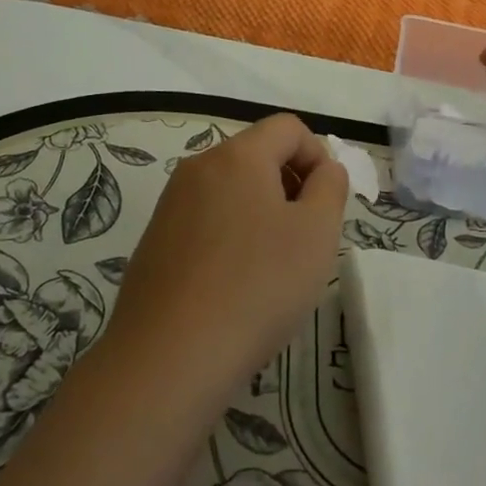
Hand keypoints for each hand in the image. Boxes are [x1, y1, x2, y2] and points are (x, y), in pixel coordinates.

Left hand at [101, 114, 348, 403]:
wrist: (169, 358)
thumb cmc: (257, 287)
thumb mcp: (316, 233)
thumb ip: (330, 187)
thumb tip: (322, 169)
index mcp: (237, 155)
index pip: (288, 127)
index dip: (317, 156)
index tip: (326, 204)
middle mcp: (198, 167)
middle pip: (257, 155)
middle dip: (290, 185)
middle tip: (305, 239)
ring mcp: (171, 204)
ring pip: (232, 189)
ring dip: (262, 213)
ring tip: (272, 267)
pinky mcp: (155, 240)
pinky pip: (206, 220)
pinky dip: (231, 236)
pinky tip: (236, 286)